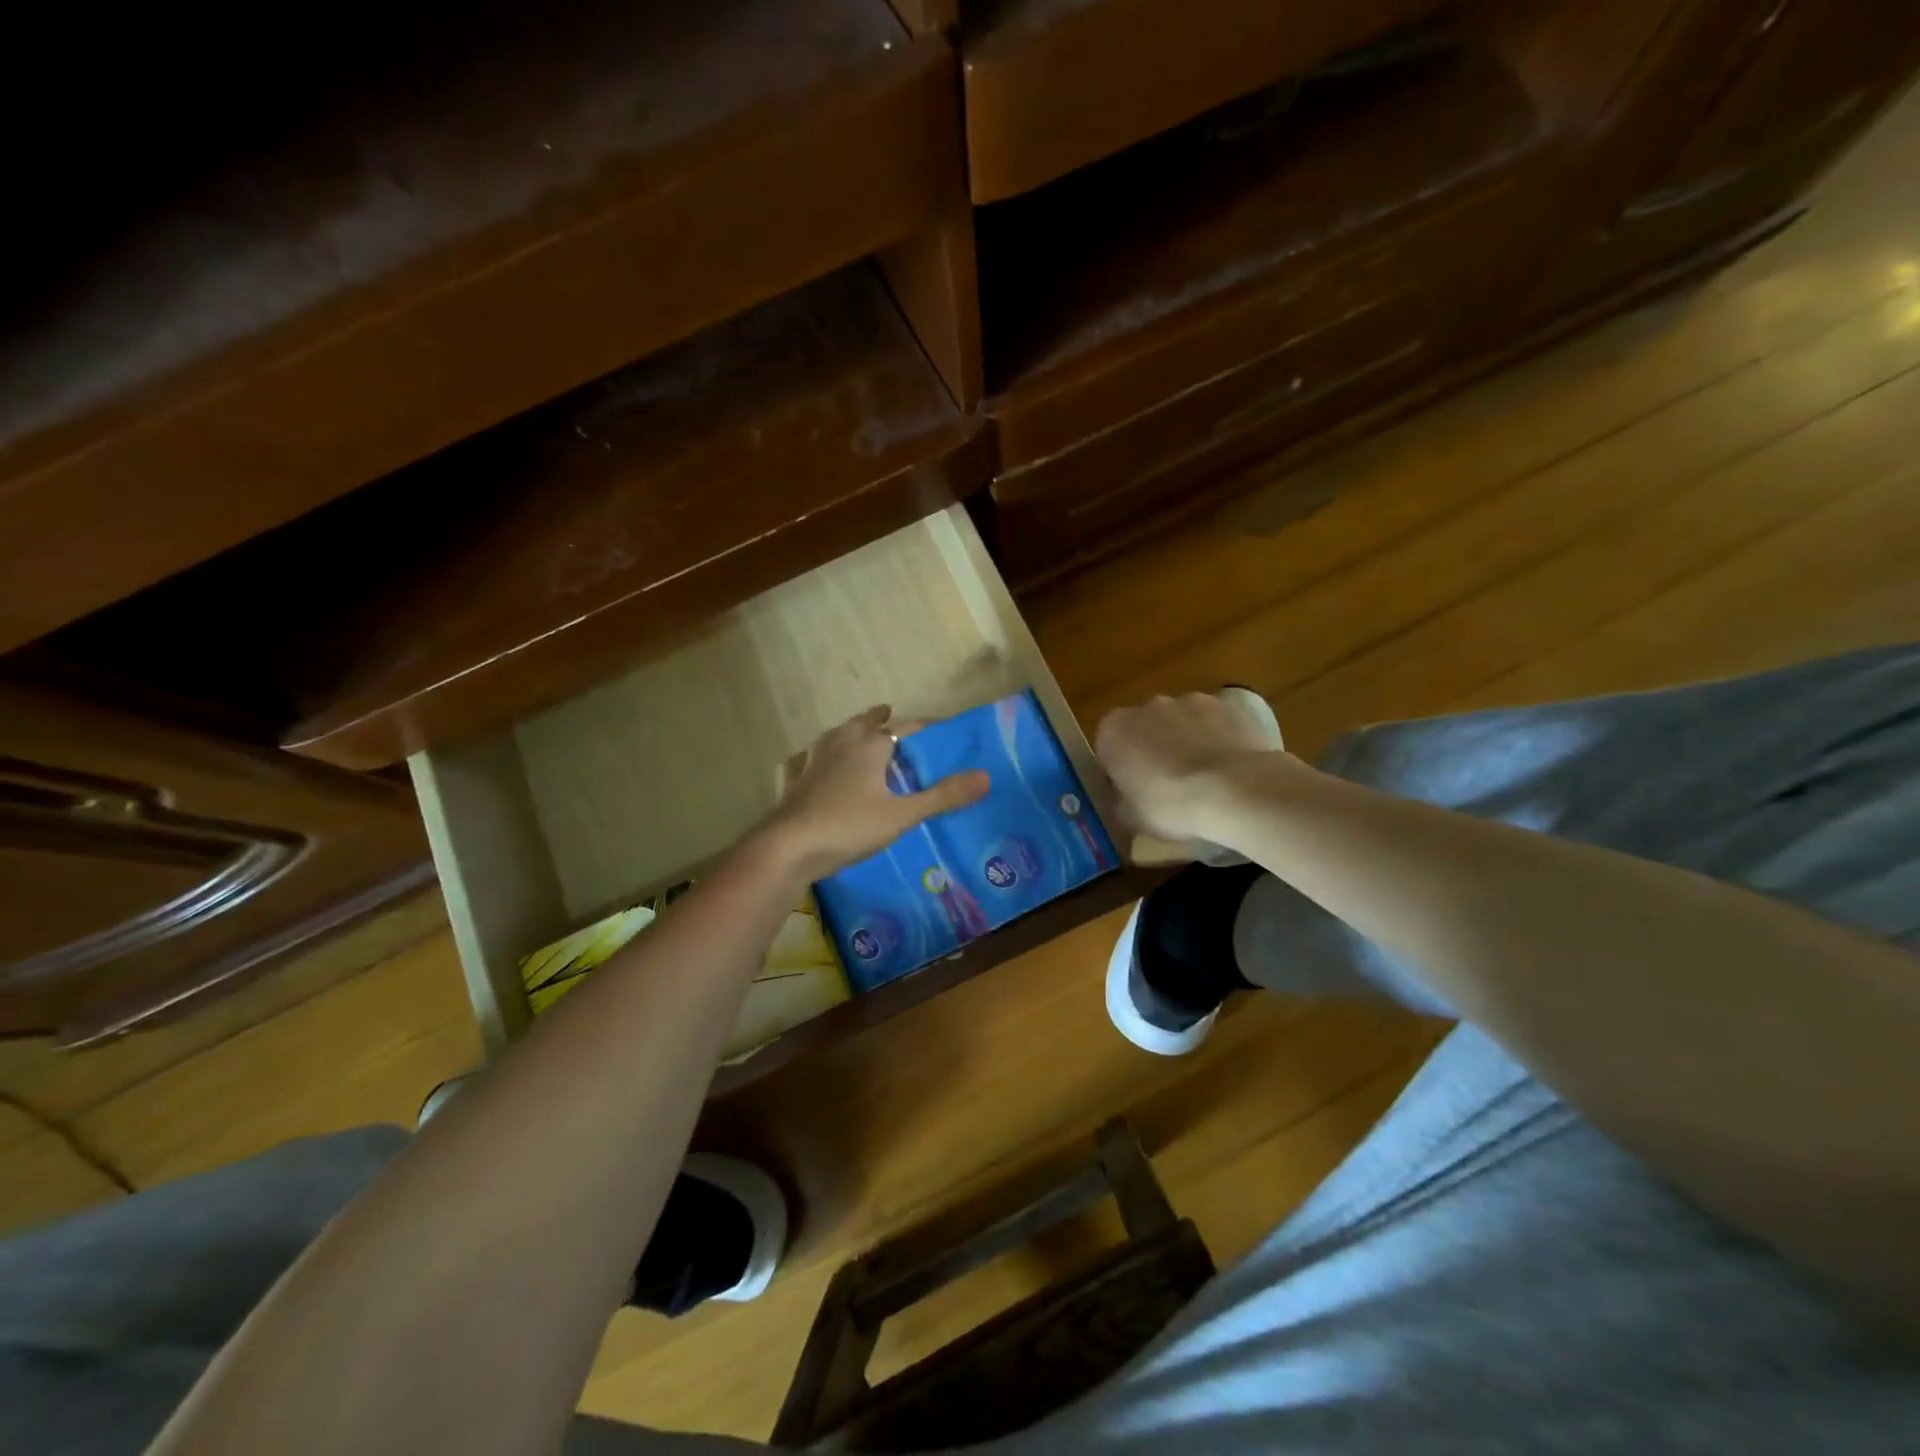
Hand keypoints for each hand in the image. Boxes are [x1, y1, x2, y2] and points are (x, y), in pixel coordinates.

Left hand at [758, 705, 989, 881]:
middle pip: (861, 725)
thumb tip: (986, 777)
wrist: (787, 849)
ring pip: (831, 738)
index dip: (922, 726)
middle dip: (876, 718)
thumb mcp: (902, 815)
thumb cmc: (848, 827)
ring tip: (852, 730)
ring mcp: (812, 765)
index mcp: (867, 749)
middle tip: (887, 712)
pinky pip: (802, 762)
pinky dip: (810, 757)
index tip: (939, 725)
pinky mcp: (793, 785)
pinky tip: (805, 761)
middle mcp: (839, 748)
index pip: (902, 728)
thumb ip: (942, 796)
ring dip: (846, 731)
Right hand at [1095, 692, 1296, 843]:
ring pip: (1182, 722)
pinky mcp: (1229, 706)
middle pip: (1145, 728)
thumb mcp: (1132, 819)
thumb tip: (1124, 802)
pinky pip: (1216, 723)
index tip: (1132, 792)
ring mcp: (1191, 701)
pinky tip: (1229, 769)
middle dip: (1153, 750)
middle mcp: (1148, 706)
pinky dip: (1218, 739)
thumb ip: (1121, 803)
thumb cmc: (1170, 805)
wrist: (1234, 791)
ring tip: (1204, 778)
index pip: (1107, 747)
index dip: (1119, 770)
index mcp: (1114, 730)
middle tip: (1167, 786)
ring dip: (1186, 741)